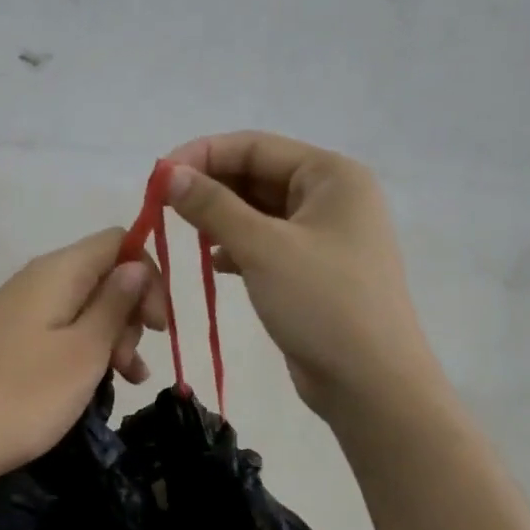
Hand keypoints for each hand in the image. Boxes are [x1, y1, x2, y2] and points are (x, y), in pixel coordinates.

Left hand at [0, 228, 166, 488]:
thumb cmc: (25, 394)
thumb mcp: (84, 351)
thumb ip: (115, 304)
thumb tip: (135, 267)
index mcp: (57, 272)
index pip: (117, 242)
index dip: (147, 276)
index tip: (157, 325)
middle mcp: (37, 280)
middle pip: (102, 275)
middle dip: (130, 313)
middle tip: (131, 361)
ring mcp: (21, 311)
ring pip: (85, 307)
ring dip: (113, 337)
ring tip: (127, 380)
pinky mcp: (12, 340)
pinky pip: (63, 331)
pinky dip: (87, 351)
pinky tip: (101, 384)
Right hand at [164, 131, 440, 425]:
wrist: (371, 383)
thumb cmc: (323, 303)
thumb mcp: (263, 248)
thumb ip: (213, 206)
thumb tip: (169, 174)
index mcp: (331, 175)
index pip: (255, 146)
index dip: (202, 155)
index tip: (158, 177)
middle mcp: (331, 196)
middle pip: (257, 175)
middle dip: (210, 187)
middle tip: (163, 207)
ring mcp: (325, 235)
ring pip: (260, 211)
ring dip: (221, 218)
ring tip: (183, 233)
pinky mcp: (313, 269)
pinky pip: (267, 243)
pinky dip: (238, 247)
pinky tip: (214, 264)